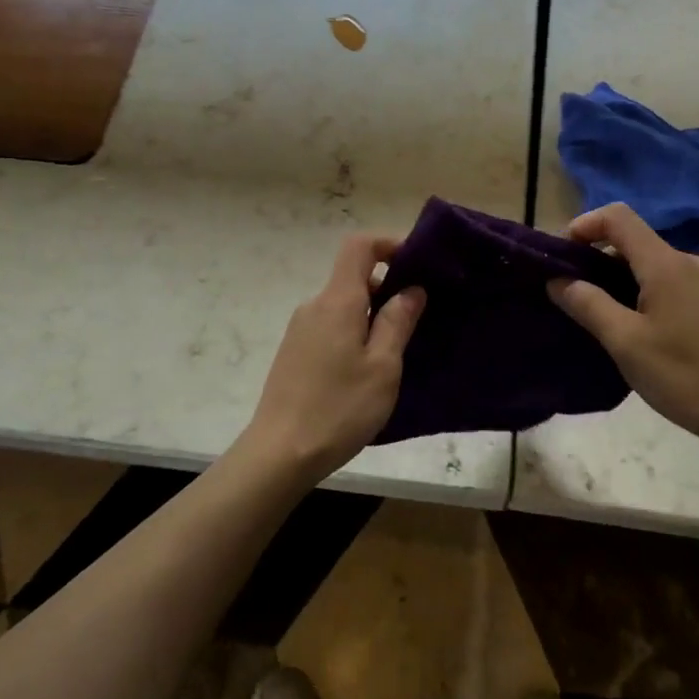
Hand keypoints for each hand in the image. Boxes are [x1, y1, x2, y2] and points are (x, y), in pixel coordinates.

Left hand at [241, 234, 425, 482]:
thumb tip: (411, 289)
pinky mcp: (295, 353)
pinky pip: (331, 327)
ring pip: (344, 306)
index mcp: (337, 301)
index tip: (417, 263)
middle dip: (388, 287)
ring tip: (398, 351)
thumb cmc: (339, 408)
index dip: (389, 244)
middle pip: (353, 277)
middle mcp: (314, 306)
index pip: (359, 246)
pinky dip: (355, 333)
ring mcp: (300, 330)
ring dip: (373, 315)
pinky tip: (367, 371)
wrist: (279, 454)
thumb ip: (398, 322)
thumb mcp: (383, 366)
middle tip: (419, 319)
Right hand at [548, 203, 698, 484]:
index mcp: (667, 264)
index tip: (563, 255)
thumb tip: (557, 280)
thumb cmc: (684, 377)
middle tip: (578, 294)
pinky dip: (652, 293)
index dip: (584, 225)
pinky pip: (678, 283)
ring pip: (657, 265)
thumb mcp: (625, 343)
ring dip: (626, 279)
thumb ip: (587, 304)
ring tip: (610, 317)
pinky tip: (649, 330)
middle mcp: (693, 261)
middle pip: (637, 242)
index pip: (618, 217)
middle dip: (601, 259)